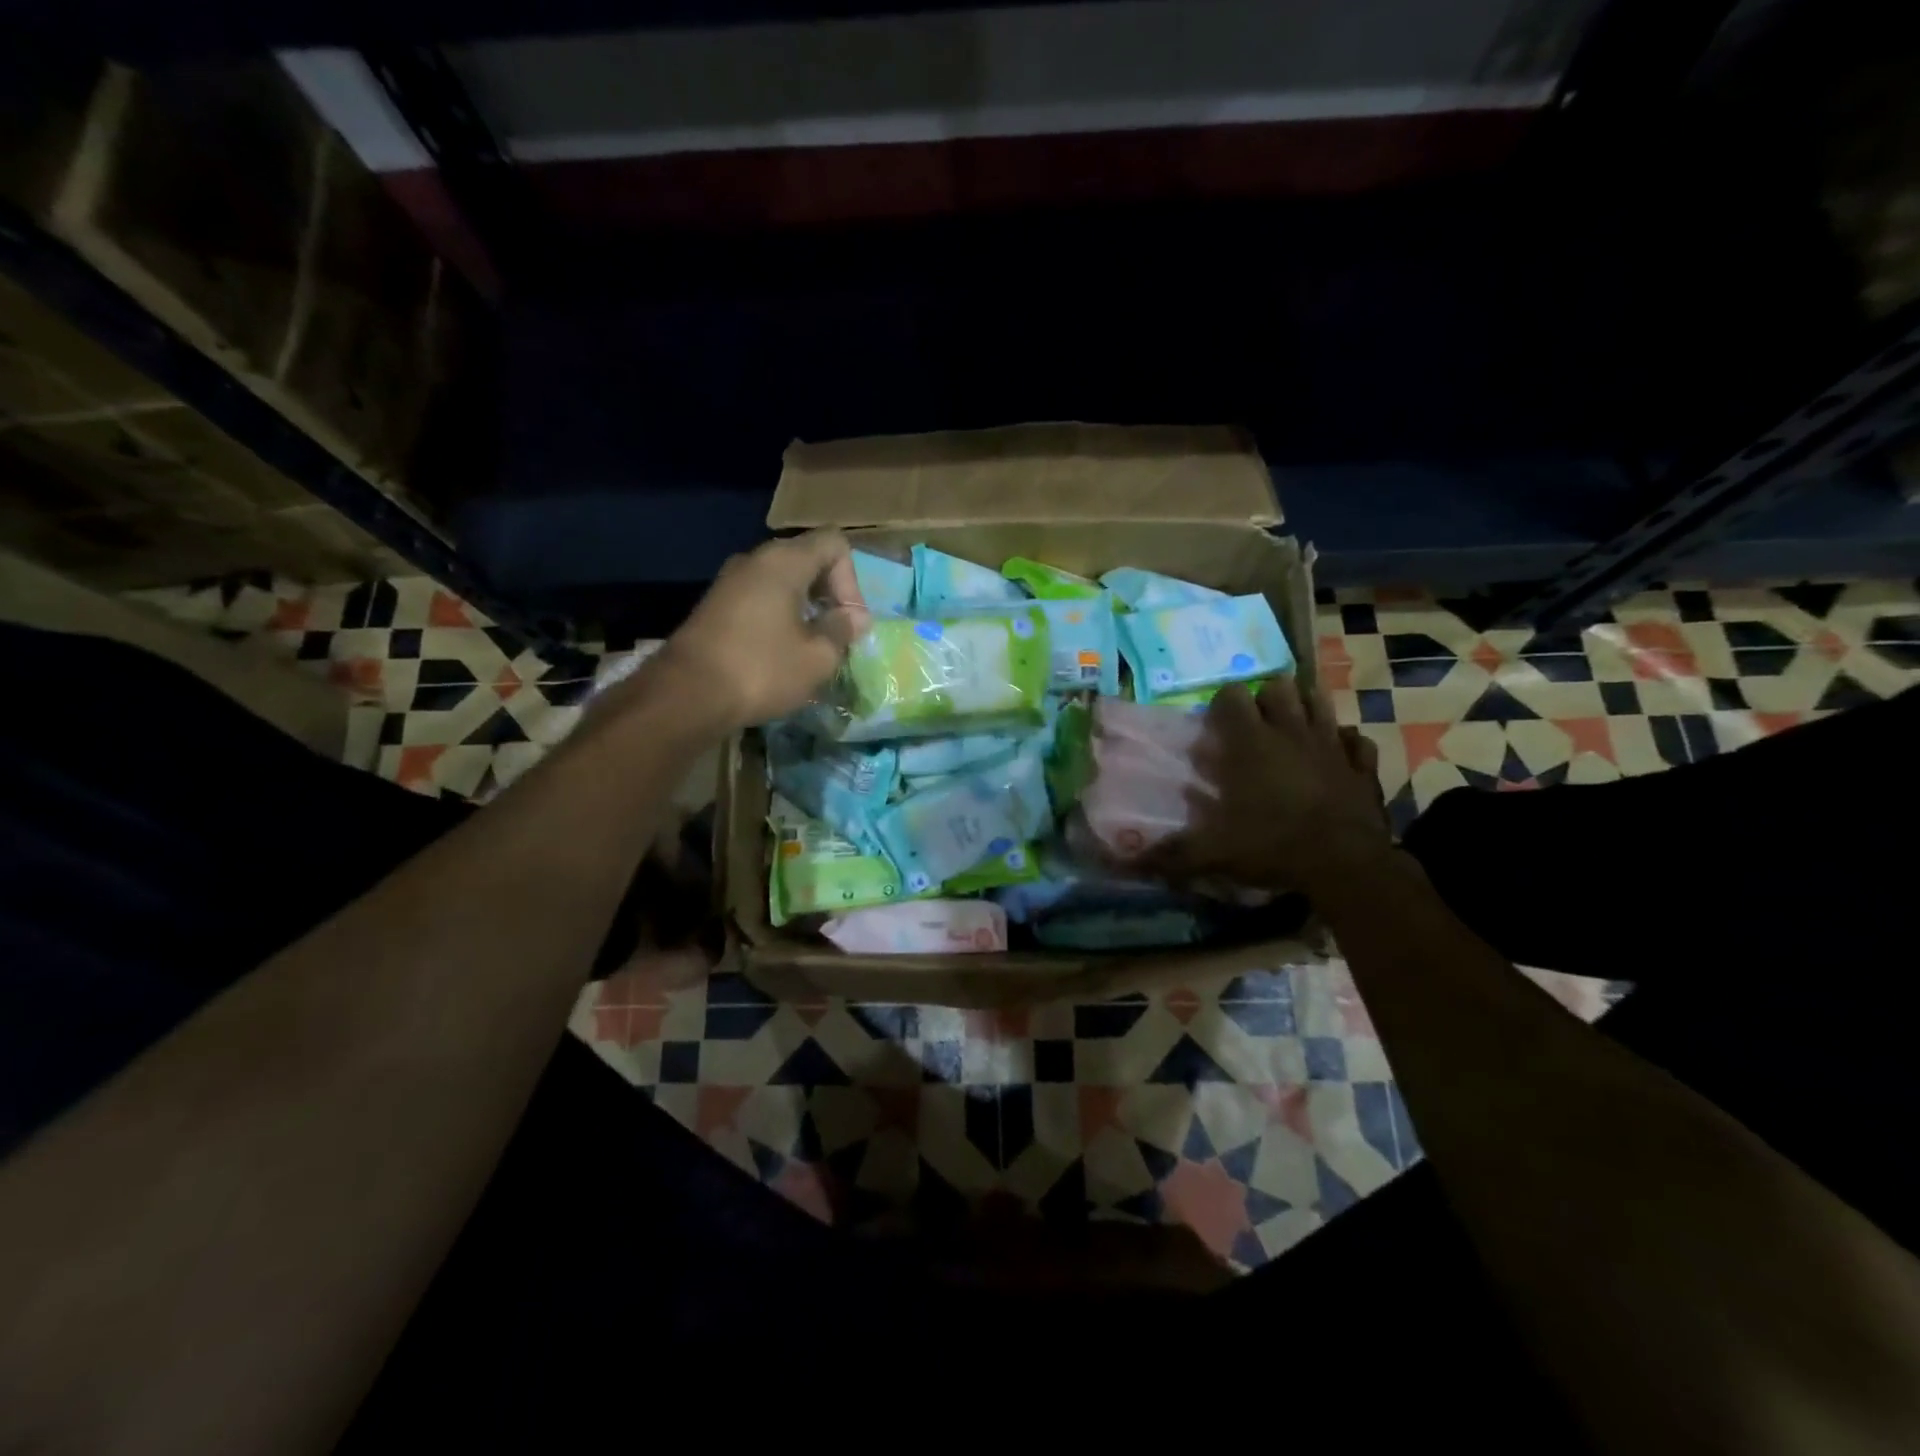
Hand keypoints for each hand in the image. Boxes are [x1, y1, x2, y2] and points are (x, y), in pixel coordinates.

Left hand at [653, 530, 870, 730]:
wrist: (687, 695)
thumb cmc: (762, 670)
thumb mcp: (817, 657)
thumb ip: (842, 630)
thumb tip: (854, 617)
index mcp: (784, 561)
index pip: (834, 544)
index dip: (852, 580)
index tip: (848, 621)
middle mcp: (755, 560)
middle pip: (808, 560)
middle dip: (830, 595)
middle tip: (836, 636)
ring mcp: (730, 582)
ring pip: (783, 582)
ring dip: (805, 610)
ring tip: (811, 649)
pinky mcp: (716, 606)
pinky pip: (761, 600)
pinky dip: (780, 619)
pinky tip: (781, 654)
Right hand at [1151, 678, 1393, 897]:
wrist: (1346, 865)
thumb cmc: (1273, 846)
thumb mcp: (1213, 853)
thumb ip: (1169, 853)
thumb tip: (1122, 860)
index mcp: (1251, 742)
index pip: (1233, 695)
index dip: (1222, 704)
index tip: (1216, 727)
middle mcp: (1291, 731)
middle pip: (1279, 687)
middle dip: (1265, 698)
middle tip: (1254, 726)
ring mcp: (1332, 744)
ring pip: (1320, 702)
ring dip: (1304, 709)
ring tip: (1291, 732)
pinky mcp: (1363, 764)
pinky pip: (1355, 738)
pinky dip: (1344, 743)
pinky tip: (1333, 758)